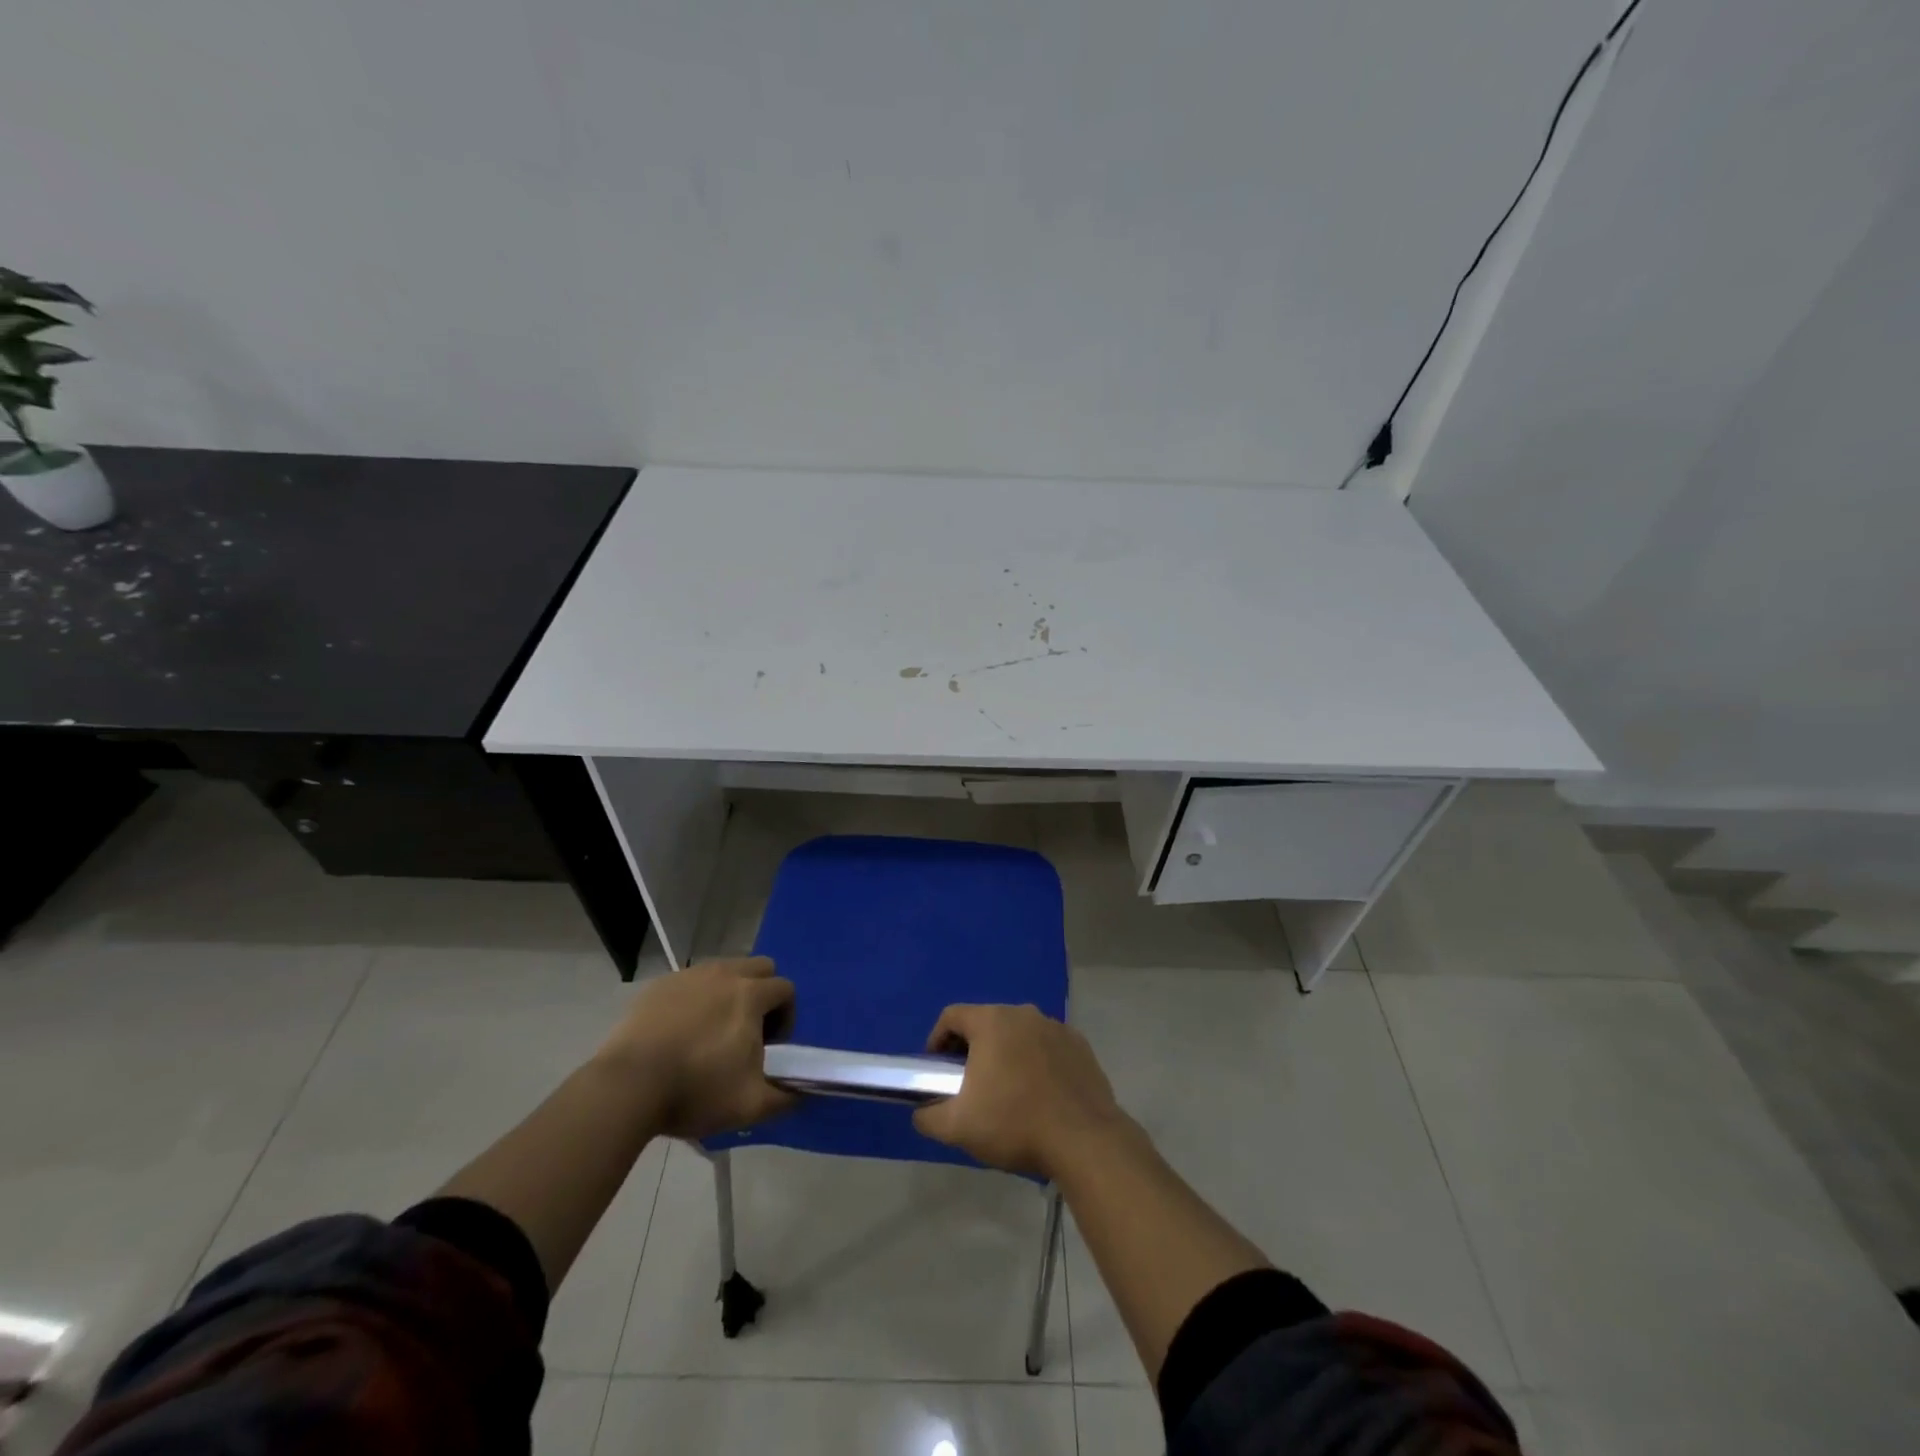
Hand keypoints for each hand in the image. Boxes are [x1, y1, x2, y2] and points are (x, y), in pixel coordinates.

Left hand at [597, 957, 797, 1140]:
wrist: (626, 1087)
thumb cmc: (695, 1091)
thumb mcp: (750, 1105)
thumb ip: (785, 1097)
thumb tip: (802, 1092)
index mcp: (750, 995)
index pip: (785, 989)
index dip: (786, 1017)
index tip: (770, 1046)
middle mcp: (723, 974)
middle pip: (759, 967)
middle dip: (763, 993)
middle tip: (748, 1030)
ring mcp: (688, 976)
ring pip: (724, 970)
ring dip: (729, 992)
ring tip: (713, 1031)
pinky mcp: (659, 985)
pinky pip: (691, 982)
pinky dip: (696, 998)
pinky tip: (681, 1032)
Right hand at [912, 1004, 1126, 1178]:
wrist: (1084, 1139)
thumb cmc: (1014, 1123)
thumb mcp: (958, 1127)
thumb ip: (929, 1116)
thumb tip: (922, 1111)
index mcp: (992, 1021)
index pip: (952, 1016)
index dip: (937, 1040)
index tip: (936, 1069)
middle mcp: (1024, 1013)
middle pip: (986, 1022)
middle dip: (972, 1048)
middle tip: (968, 1083)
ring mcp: (1056, 1026)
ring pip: (1019, 1033)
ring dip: (1006, 1054)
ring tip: (1006, 1091)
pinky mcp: (1080, 1045)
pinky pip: (1047, 1046)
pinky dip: (1036, 1062)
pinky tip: (1039, 1094)